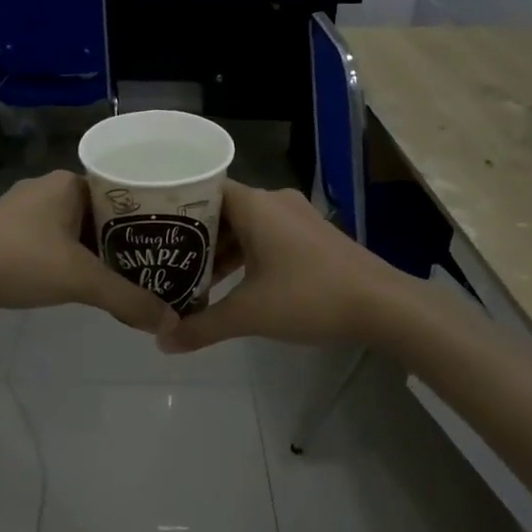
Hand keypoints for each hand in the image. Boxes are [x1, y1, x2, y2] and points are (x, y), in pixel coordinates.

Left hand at [0, 171, 176, 335]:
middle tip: (152, 265)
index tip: (167, 241)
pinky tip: (79, 281)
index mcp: (68, 183)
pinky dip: (70, 258)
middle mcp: (48, 188)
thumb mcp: (80, 280)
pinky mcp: (8, 232)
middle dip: (123, 240)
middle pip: (100, 213)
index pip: (122, 192)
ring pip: (75, 229)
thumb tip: (170, 321)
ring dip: (96, 252)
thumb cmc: (19, 261)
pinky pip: (52, 241)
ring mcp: (24, 210)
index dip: (146, 217)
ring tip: (124, 277)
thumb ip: (127, 299)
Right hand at [159, 181, 404, 352]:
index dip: (173, 206)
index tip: (150, 226)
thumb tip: (162, 342)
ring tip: (192, 279)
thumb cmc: (308, 296)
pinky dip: (246, 255)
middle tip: (163, 260)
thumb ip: (202, 326)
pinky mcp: (311, 234)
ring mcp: (295, 216)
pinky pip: (266, 235)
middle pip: (221, 210)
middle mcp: (273, 201)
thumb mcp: (249, 314)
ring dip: (221, 251)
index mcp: (254, 205)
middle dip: (194, 238)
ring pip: (245, 226)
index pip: (201, 190)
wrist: (382, 304)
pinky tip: (232, 284)